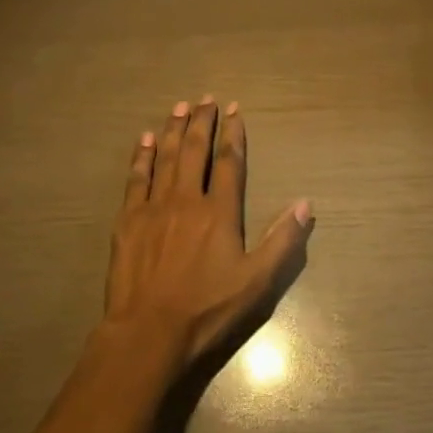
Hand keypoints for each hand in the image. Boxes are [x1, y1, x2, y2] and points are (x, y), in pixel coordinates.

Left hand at [104, 95, 313, 372]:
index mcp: (219, 212)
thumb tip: (305, 203)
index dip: (233, 134)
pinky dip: (140, 157)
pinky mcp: (127, 221)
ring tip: (178, 107)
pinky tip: (143, 141)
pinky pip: (135, 179)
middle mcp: (186, 200)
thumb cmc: (207, 310)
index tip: (234, 110)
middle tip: (205, 99)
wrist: (148, 333)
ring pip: (164, 158)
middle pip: (194, 151)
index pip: (230, 162)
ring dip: (172, 129)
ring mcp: (153, 208)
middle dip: (201, 122)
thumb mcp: (257, 283)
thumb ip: (283, 241)